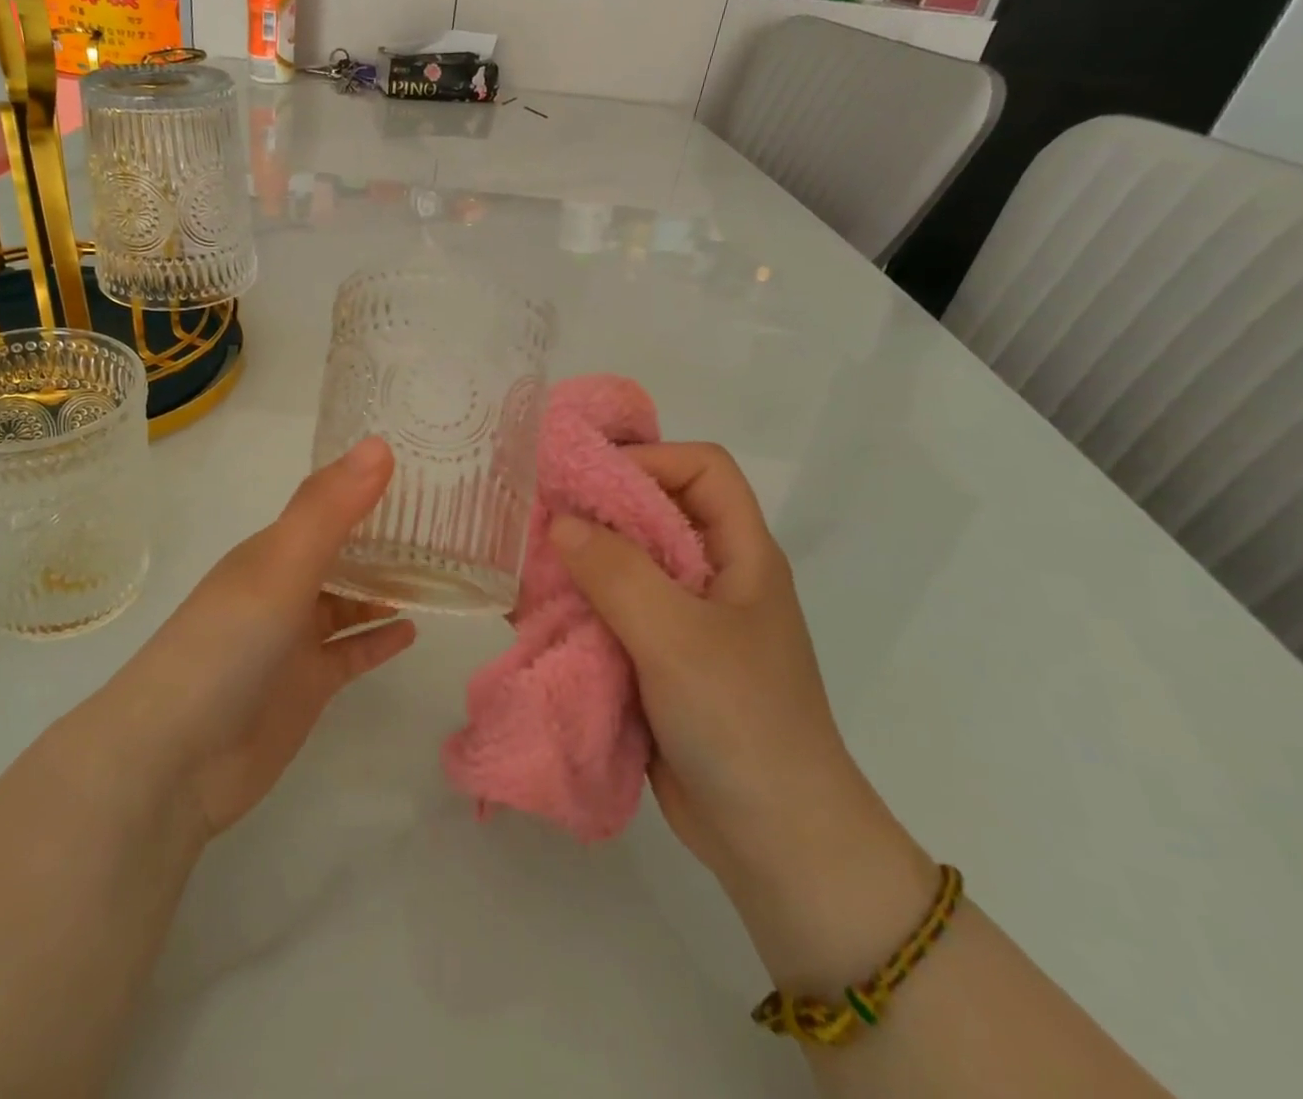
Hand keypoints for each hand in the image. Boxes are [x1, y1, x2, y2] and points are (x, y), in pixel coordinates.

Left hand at [96, 438, 416, 842]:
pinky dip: (378, 639)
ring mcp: (294, 640)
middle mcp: (283, 589)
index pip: (327, 507)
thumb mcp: (280, 566)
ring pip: (348, 603)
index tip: (422, 470)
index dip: (367, 488)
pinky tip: (413, 630)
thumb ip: (330, 508)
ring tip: (438, 574)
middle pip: (341, 554)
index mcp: (272, 552)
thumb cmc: (227, 646)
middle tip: (445, 523)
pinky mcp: (307, 686)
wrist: (175, 760)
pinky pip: (351, 653)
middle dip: (384, 540)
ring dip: (385, 589)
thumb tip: (381, 443)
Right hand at [548, 443, 901, 879]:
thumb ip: (617, 572)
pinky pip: (612, 615)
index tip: (586, 480)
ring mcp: (685, 622)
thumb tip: (560, 522)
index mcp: (740, 555)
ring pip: (625, 566)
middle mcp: (712, 577)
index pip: (702, 469)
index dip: (649, 459)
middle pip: (654, 513)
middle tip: (537, 517)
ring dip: (579, 564)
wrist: (776, 843)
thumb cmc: (741, 722)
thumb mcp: (677, 637)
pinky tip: (537, 614)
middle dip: (597, 511)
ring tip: (526, 566)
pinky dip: (577, 609)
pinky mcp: (658, 661)